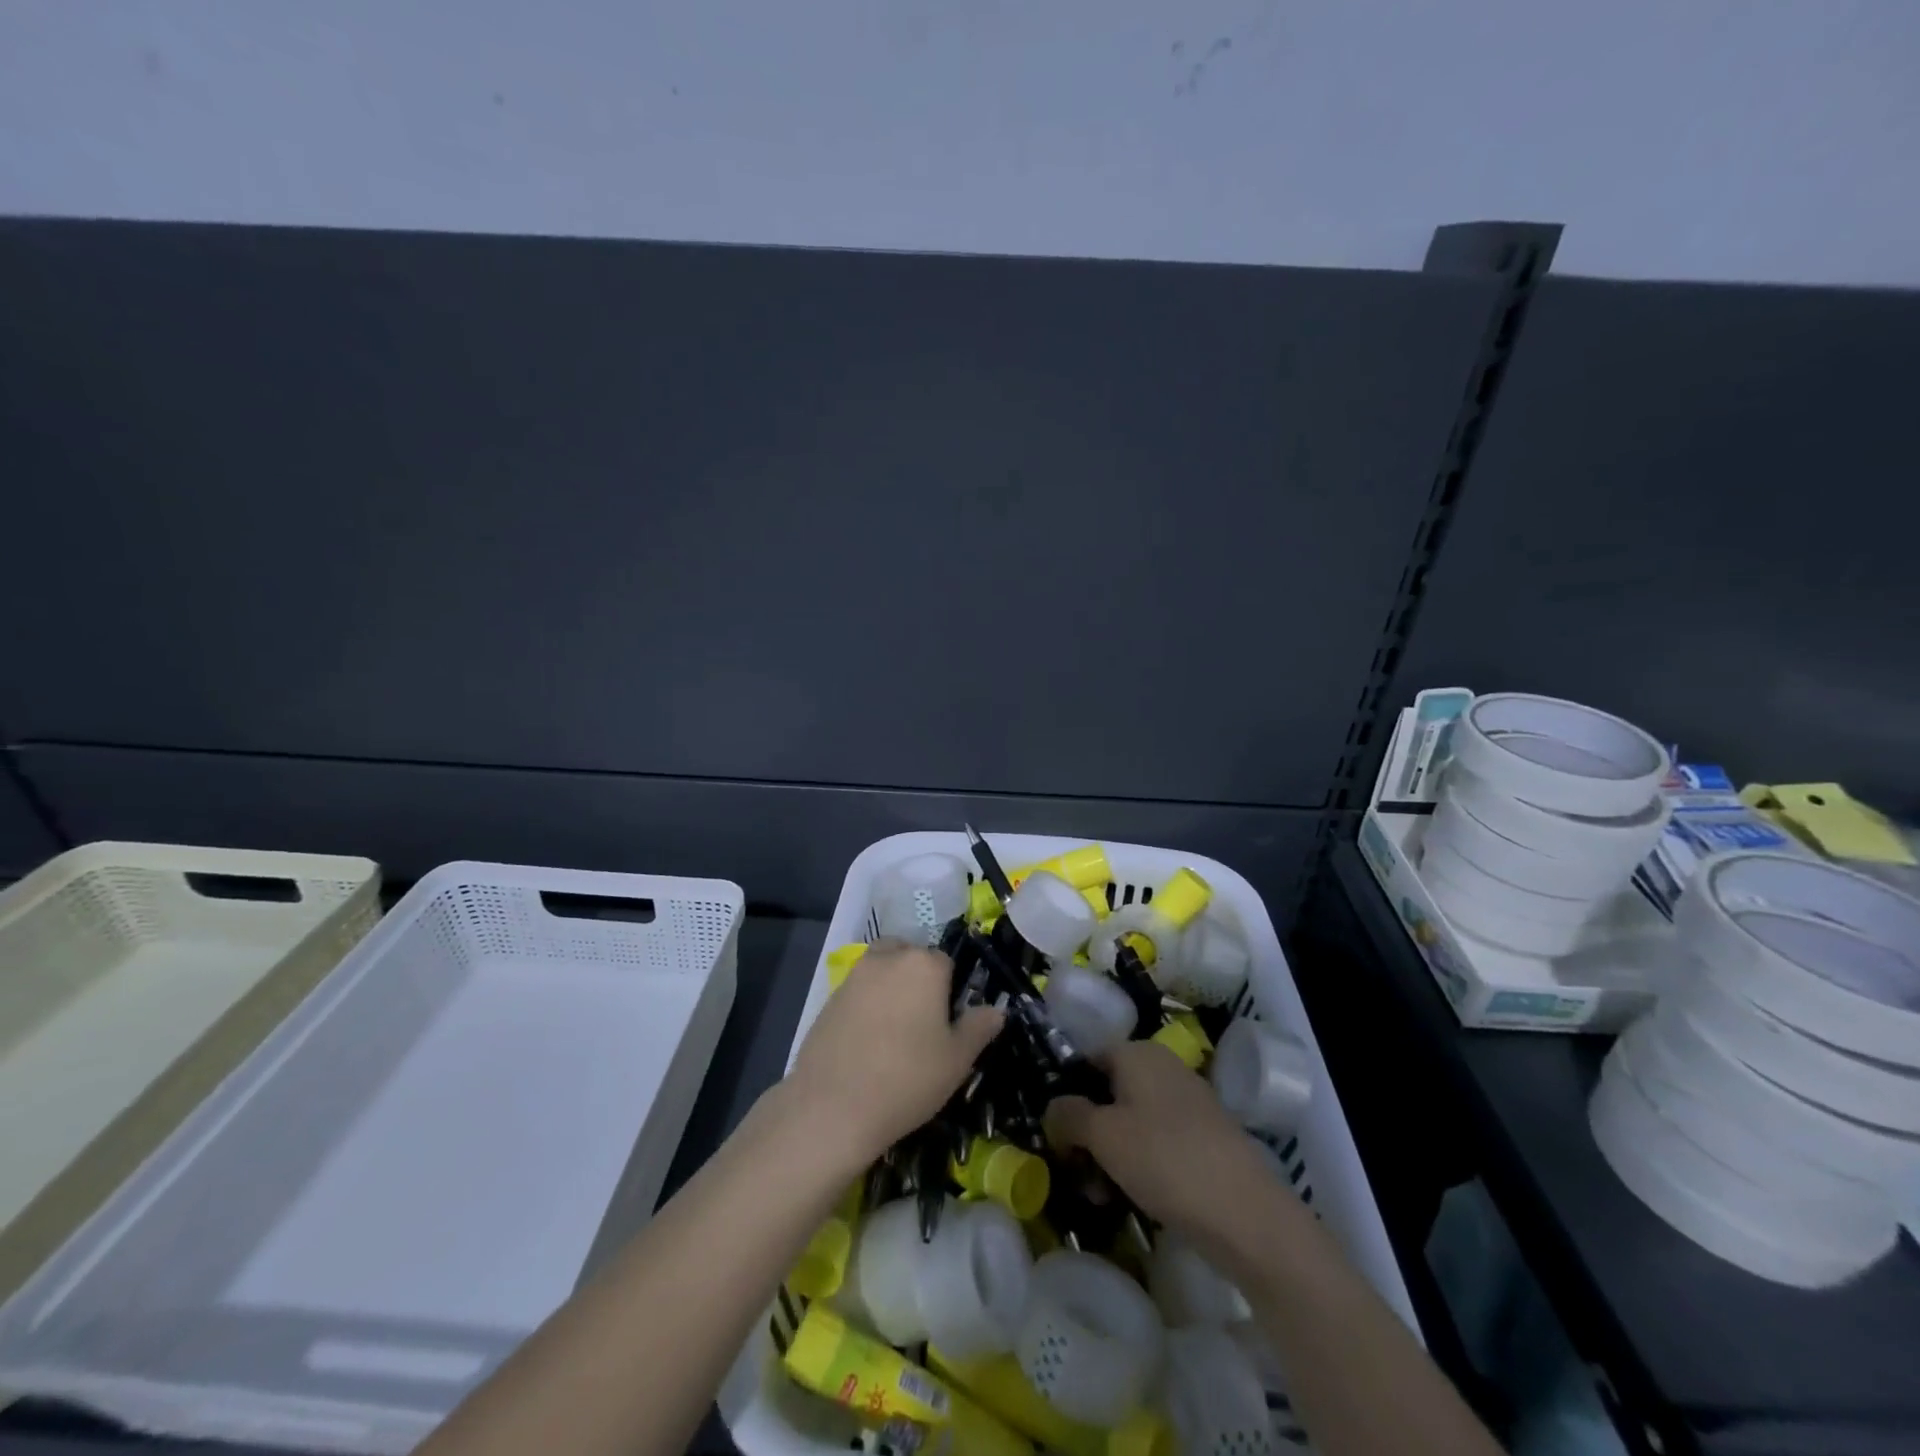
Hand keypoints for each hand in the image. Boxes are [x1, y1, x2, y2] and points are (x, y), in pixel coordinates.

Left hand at [785, 941, 1003, 1169]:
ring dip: (891, 987)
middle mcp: (888, 958)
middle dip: (919, 979)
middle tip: (922, 1024)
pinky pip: (858, 991)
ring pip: (882, 969)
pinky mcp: (829, 997)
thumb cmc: (907, 1079)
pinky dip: (866, 1005)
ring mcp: (854, 975)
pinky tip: (867, 1042)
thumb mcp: (957, 1060)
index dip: (950, 991)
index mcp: (924, 965)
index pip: (947, 963)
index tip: (948, 1023)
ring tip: (894, 1031)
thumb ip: (979, 1028)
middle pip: (911, 956)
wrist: (832, 1106)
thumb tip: (996, 1010)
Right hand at [1046, 1041, 1279, 1258]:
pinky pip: (1157, 1142)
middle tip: (1074, 1172)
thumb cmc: (1165, 1160)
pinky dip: (1139, 1164)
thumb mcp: (1103, 1136)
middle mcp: (1163, 1067)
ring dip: (1109, 1154)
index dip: (1065, 1093)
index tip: (1052, 1133)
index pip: (1087, 1060)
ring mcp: (1188, 1103)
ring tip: (1099, 1196)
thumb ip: (1068, 1116)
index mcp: (1138, 1052)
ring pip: (1131, 1121)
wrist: (1247, 1215)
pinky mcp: (1205, 1139)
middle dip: (1086, 1132)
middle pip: (1109, 1092)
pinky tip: (1131, 1199)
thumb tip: (1053, 1110)